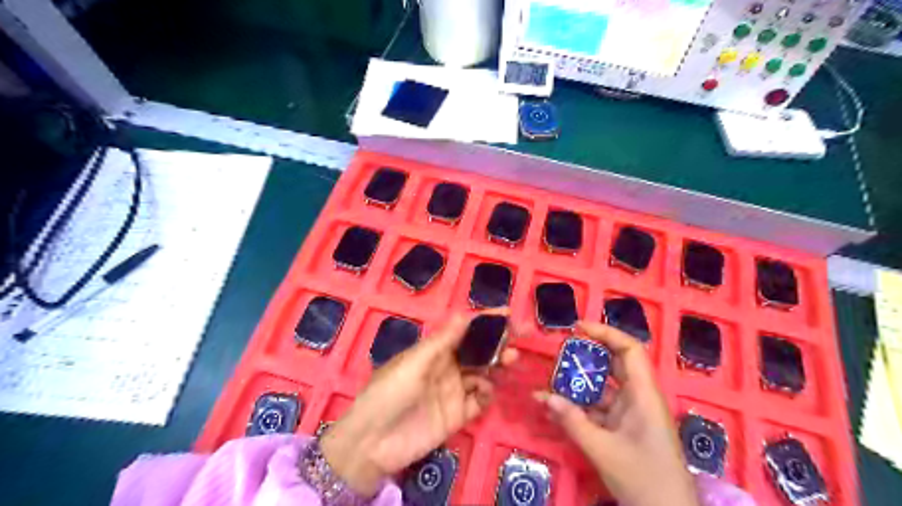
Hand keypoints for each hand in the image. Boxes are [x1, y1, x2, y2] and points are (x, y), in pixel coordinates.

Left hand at [321, 311, 518, 496]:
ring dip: (497, 366)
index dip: (485, 322)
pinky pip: (479, 401)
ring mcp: (453, 391)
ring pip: (483, 373)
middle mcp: (447, 367)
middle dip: (497, 344)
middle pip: (478, 352)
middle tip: (517, 341)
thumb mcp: (413, 362)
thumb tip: (465, 314)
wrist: (373, 442)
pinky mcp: (457, 415)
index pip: (464, 331)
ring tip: (509, 361)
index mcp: (434, 351)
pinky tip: (487, 390)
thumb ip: (442, 341)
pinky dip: (488, 393)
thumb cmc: (389, 392)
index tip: (508, 314)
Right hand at [534, 322, 695, 505]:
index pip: (630, 350)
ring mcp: (632, 414)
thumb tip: (543, 396)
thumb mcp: (603, 451)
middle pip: (614, 364)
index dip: (606, 333)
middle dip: (586, 356)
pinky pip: (600, 408)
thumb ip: (572, 422)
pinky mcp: (625, 428)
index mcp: (644, 395)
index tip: (578, 327)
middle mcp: (639, 398)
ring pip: (604, 387)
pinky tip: (557, 408)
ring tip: (550, 380)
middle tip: (559, 352)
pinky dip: (580, 407)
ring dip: (579, 384)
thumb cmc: (644, 480)